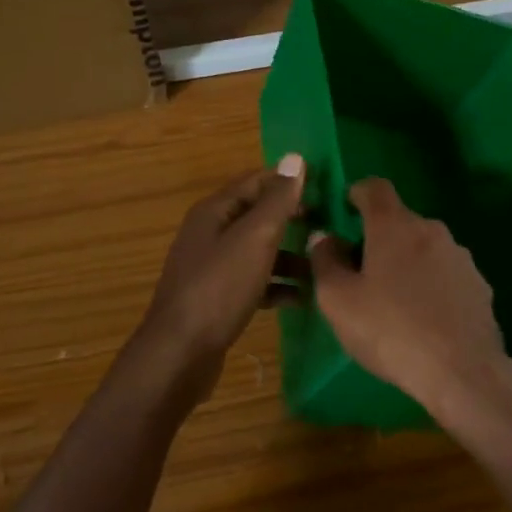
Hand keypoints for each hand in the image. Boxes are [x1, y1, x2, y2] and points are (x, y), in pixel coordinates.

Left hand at [134, 156, 306, 400]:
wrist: (180, 354)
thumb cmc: (219, 288)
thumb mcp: (255, 238)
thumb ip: (277, 200)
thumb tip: (296, 158)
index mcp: (214, 211)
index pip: (256, 181)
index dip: (289, 181)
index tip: (326, 189)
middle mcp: (210, 234)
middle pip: (258, 216)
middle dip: (293, 219)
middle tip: (331, 227)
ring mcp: (213, 268)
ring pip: (258, 251)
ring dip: (289, 256)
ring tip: (323, 266)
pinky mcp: (218, 298)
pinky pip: (254, 282)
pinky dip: (277, 286)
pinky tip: (302, 298)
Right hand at [307, 177, 511, 433]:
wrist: (462, 371)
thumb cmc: (390, 331)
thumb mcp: (338, 301)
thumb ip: (325, 262)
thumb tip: (324, 238)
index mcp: (395, 226)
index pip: (375, 187)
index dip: (357, 194)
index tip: (345, 213)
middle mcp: (432, 230)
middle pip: (399, 221)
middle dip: (378, 239)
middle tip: (361, 274)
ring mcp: (460, 257)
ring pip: (424, 249)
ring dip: (407, 264)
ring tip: (394, 304)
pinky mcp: (479, 285)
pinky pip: (446, 275)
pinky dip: (431, 286)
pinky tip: (425, 320)